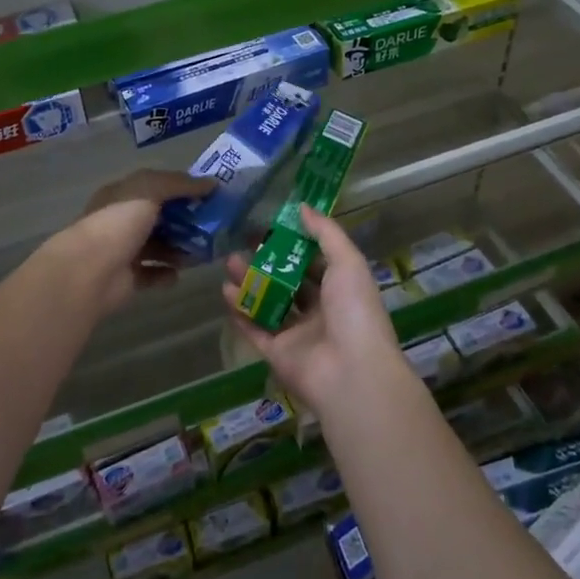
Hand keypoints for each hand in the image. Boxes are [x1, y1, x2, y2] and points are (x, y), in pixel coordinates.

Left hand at [52, 169, 214, 318]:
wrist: (89, 272)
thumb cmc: (118, 222)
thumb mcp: (150, 189)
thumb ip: (180, 184)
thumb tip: (212, 184)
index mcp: (122, 195)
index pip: (156, 187)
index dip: (182, 189)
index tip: (210, 195)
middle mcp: (121, 221)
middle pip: (159, 218)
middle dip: (186, 221)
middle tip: (213, 226)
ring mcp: (123, 251)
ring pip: (158, 247)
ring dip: (180, 249)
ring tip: (203, 252)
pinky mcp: (127, 279)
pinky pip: (153, 274)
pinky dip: (167, 274)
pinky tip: (180, 274)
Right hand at [223, 206, 409, 417]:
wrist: (351, 372)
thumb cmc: (354, 311)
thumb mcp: (348, 262)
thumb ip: (325, 233)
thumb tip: (302, 206)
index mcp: (341, 291)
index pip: (316, 263)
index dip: (296, 245)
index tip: (272, 226)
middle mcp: (320, 312)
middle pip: (288, 283)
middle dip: (267, 263)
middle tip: (244, 243)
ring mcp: (297, 335)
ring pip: (268, 304)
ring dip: (250, 283)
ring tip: (229, 262)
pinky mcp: (277, 354)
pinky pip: (255, 329)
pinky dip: (240, 311)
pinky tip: (225, 291)